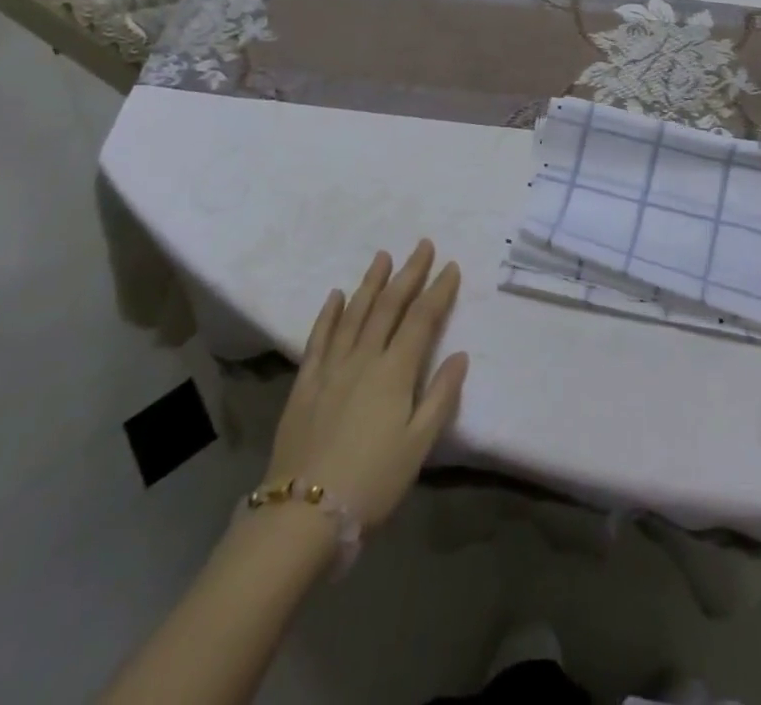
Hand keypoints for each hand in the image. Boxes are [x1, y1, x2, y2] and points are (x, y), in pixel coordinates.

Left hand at [265, 241, 467, 527]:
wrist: (301, 515)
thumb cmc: (371, 483)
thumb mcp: (418, 446)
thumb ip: (440, 396)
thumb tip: (460, 355)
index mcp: (395, 372)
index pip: (422, 319)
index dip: (438, 290)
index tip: (450, 266)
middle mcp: (363, 358)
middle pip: (389, 306)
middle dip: (408, 273)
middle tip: (422, 245)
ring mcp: (331, 368)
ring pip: (354, 314)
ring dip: (371, 282)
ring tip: (383, 256)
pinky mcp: (305, 383)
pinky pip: (319, 339)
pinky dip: (329, 314)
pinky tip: (336, 296)